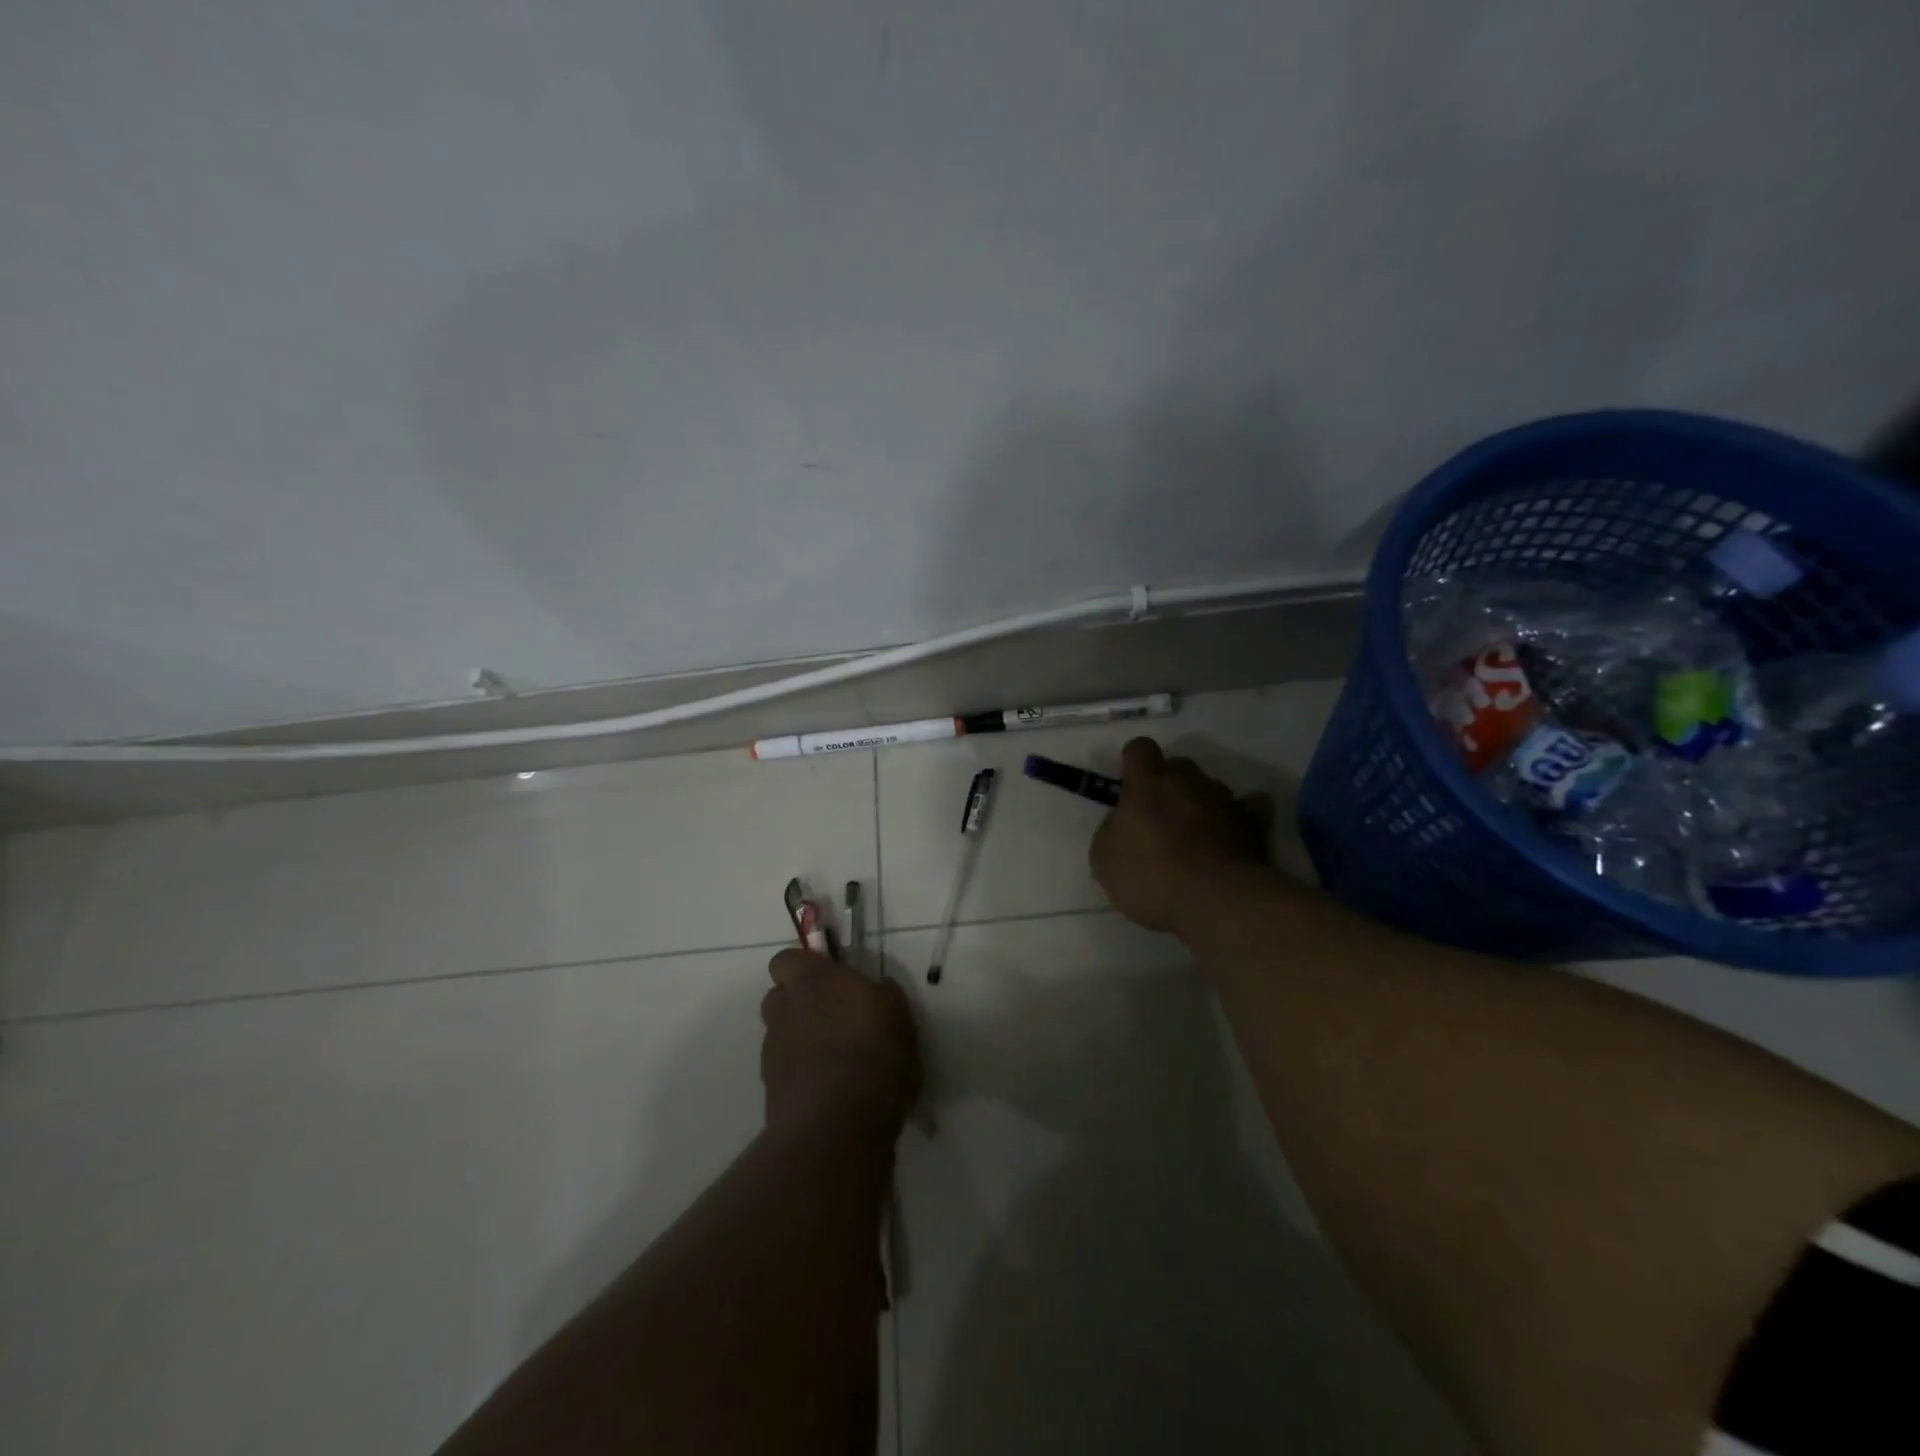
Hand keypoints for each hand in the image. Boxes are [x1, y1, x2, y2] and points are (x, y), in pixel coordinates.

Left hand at [761, 949, 920, 1141]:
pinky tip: (826, 1087)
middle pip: (778, 995)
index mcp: (815, 980)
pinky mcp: (769, 1086)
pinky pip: (783, 1067)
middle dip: (798, 1002)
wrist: (838, 1123)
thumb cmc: (876, 1055)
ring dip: (797, 1037)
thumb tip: (875, 989)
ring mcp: (773, 1048)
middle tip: (831, 1017)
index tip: (829, 980)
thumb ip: (881, 995)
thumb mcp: (898, 1015)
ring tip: (831, 1057)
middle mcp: (786, 1008)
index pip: (788, 959)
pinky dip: (798, 1071)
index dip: (803, 967)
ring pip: (779, 1031)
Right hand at [1090, 737, 1271, 935]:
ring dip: (1199, 805)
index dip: (1133, 764)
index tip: (1128, 788)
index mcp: (1148, 783)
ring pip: (1209, 789)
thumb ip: (1112, 829)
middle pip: (1178, 766)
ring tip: (1193, 839)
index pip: (1140, 749)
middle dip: (1168, 784)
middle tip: (1158, 818)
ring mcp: (1225, 801)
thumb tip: (1123, 822)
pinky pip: (1246, 812)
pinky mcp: (1253, 826)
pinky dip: (1235, 821)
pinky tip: (1228, 841)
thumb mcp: (1104, 858)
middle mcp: (1189, 781)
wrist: (1217, 901)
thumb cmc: (1150, 875)